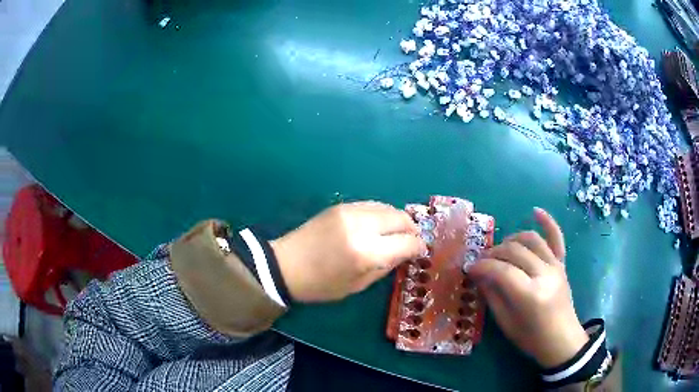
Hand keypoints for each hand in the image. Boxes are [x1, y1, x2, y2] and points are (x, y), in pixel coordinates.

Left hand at [271, 201, 425, 301]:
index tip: (420, 250)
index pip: (407, 242)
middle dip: (412, 228)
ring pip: (388, 207)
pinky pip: (372, 204)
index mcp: (366, 252)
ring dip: (398, 219)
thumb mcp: (358, 284)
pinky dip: (382, 213)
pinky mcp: (341, 205)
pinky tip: (379, 224)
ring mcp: (350, 211)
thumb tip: (406, 252)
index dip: (418, 246)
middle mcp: (362, 226)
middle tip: (412, 239)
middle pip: (401, 218)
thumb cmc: (322, 284)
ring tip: (397, 231)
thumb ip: (386, 266)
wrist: (286, 265)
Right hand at [468, 208, 588, 367]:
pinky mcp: (561, 264)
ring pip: (531, 239)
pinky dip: (547, 222)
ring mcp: (555, 266)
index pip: (501, 270)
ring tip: (500, 248)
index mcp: (530, 294)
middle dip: (493, 253)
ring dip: (511, 239)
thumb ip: (492, 295)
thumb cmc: (531, 338)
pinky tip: (535, 211)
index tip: (469, 268)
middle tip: (481, 261)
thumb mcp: (506, 323)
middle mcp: (545, 274)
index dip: (482, 266)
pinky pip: (556, 238)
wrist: (561, 340)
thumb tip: (479, 274)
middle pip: (515, 251)